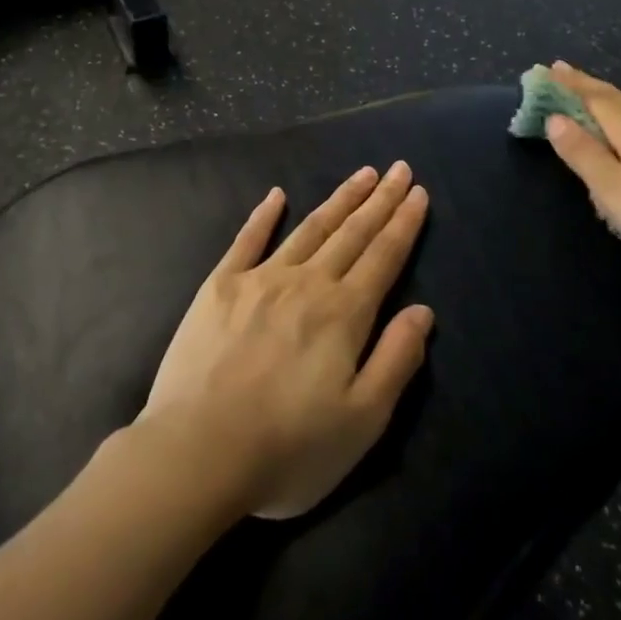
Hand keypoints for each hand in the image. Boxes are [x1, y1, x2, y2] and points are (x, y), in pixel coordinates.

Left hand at [140, 163, 434, 520]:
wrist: (198, 452)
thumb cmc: (288, 449)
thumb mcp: (362, 421)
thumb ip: (396, 360)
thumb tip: (423, 311)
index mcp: (344, 314)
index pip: (383, 256)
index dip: (404, 223)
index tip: (417, 191)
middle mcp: (306, 283)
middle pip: (352, 233)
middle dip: (379, 199)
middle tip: (397, 168)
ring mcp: (260, 279)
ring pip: (310, 228)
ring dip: (339, 200)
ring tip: (360, 175)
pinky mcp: (220, 286)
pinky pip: (248, 240)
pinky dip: (264, 215)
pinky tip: (277, 195)